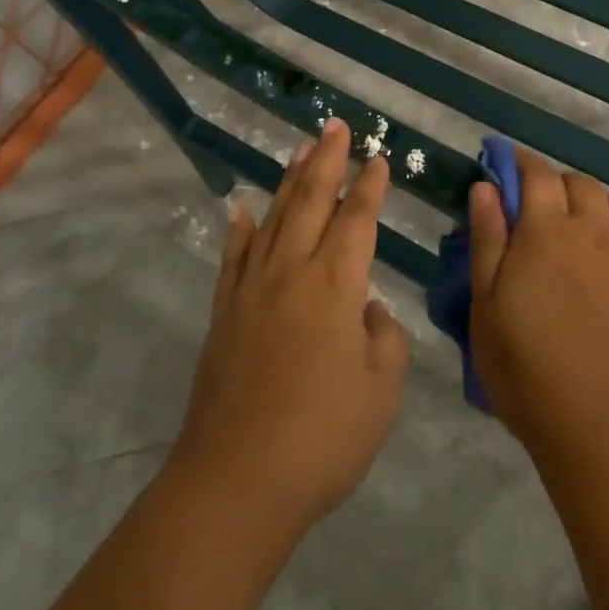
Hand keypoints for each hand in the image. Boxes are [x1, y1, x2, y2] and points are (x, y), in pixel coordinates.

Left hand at [169, 119, 408, 539]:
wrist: (236, 483)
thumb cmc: (321, 438)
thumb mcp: (381, 392)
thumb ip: (383, 339)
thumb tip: (367, 310)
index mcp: (335, 286)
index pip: (358, 221)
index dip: (369, 187)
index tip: (378, 158)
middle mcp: (291, 273)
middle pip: (312, 202)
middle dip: (327, 161)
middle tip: (336, 126)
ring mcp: (251, 291)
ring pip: (274, 218)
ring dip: (290, 181)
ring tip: (301, 148)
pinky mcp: (224, 314)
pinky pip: (233, 258)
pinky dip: (240, 229)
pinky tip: (243, 209)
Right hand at [467, 149, 608, 468]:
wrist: (599, 426)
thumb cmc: (526, 369)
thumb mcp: (486, 306)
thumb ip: (487, 239)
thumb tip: (486, 187)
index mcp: (547, 232)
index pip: (537, 174)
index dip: (522, 163)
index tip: (510, 166)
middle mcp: (595, 230)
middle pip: (582, 183)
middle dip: (559, 186)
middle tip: (543, 213)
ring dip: (603, 205)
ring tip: (590, 230)